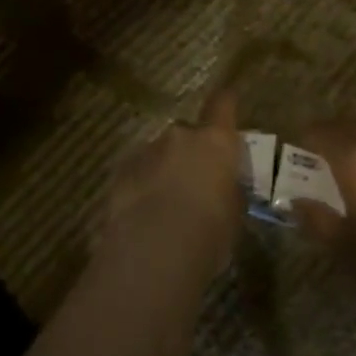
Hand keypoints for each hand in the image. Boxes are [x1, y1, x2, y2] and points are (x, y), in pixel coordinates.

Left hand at [102, 92, 245, 285]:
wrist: (153, 251)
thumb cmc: (208, 235)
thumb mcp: (233, 216)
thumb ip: (228, 192)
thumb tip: (222, 188)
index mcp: (215, 142)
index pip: (223, 104)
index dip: (226, 104)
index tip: (228, 104)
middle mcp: (181, 136)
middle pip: (188, 133)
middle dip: (191, 152)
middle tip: (195, 182)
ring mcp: (148, 150)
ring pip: (161, 153)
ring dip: (165, 169)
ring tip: (167, 205)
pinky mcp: (121, 171)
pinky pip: (139, 171)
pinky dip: (143, 185)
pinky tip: (144, 215)